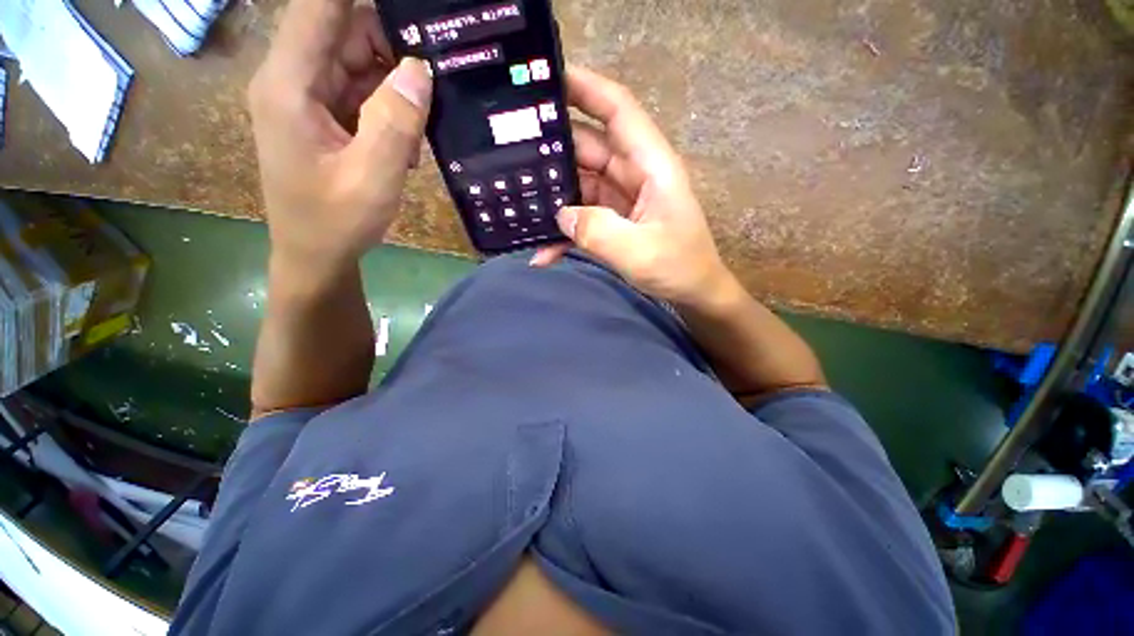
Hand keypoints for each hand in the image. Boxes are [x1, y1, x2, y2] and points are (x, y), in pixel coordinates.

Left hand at [247, 0, 432, 273]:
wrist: (315, 255)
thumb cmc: (336, 222)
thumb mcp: (373, 178)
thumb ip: (396, 123)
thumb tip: (419, 69)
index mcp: (290, 85)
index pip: (319, 8)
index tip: (410, 6)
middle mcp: (293, 80)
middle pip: (343, 30)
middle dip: (392, 42)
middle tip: (440, 64)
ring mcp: (308, 98)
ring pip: (356, 60)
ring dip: (395, 81)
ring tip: (428, 111)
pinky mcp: (324, 116)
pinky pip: (360, 91)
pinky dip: (389, 105)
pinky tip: (408, 137)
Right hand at [531, 66, 731, 306]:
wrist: (693, 294)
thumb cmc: (678, 267)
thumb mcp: (638, 251)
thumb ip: (597, 231)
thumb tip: (560, 215)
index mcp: (650, 166)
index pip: (618, 110)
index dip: (585, 88)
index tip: (545, 79)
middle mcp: (633, 175)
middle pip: (588, 147)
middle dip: (552, 147)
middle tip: (507, 150)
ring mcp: (620, 200)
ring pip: (579, 184)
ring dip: (552, 195)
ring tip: (515, 201)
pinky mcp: (611, 222)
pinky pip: (581, 216)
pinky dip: (563, 232)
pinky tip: (542, 251)